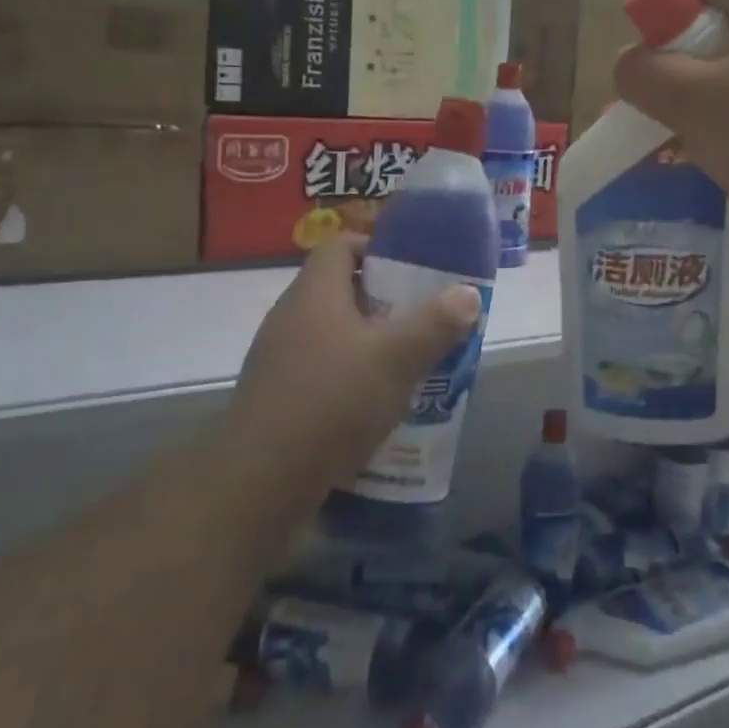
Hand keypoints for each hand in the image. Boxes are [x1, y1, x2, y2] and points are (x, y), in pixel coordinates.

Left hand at [230, 235, 481, 487]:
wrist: (260, 482)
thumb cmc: (333, 402)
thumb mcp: (397, 360)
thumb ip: (435, 324)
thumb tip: (469, 293)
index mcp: (314, 293)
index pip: (339, 245)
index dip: (374, 247)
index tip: (410, 267)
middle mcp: (289, 317)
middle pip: (338, 289)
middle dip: (382, 299)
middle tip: (420, 317)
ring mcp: (277, 358)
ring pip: (330, 332)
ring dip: (366, 341)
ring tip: (406, 361)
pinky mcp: (275, 396)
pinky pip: (318, 368)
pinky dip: (347, 375)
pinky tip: (374, 403)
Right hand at [613, 0, 728, 250]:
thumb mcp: (691, 101)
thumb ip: (643, 73)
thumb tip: (629, 62)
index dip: (654, 16)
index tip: (644, 67)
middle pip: (715, 19)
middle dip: (678, 61)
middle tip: (662, 106)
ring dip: (704, 91)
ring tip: (690, 134)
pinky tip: (728, 147)